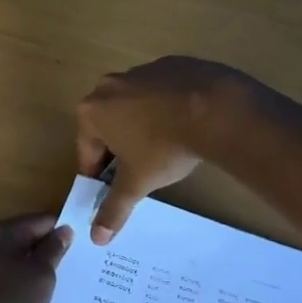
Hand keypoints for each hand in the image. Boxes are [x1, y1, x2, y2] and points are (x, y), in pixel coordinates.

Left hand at [0, 214, 73, 302]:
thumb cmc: (8, 301)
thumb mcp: (41, 275)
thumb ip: (53, 250)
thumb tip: (63, 230)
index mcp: (2, 231)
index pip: (42, 221)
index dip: (64, 233)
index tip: (83, 251)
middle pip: (26, 241)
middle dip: (47, 256)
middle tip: (74, 274)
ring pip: (14, 265)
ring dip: (33, 276)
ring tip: (56, 294)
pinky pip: (4, 284)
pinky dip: (18, 292)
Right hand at [76, 57, 251, 243]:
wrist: (215, 108)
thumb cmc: (164, 146)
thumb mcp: (138, 182)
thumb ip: (115, 208)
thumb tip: (96, 238)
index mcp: (92, 111)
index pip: (87, 151)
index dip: (99, 174)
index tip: (113, 188)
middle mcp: (108, 85)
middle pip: (107, 125)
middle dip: (120, 147)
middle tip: (140, 169)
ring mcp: (140, 70)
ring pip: (133, 105)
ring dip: (142, 124)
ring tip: (166, 146)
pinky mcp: (169, 64)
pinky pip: (160, 91)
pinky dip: (166, 106)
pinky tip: (184, 122)